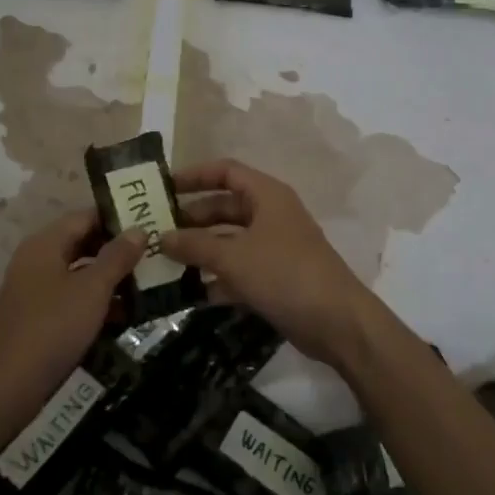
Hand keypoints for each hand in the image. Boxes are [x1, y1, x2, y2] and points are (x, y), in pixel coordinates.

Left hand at [0, 210, 144, 409]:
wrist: (9, 386)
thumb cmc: (53, 327)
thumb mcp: (92, 289)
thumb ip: (117, 257)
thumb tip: (139, 230)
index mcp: (45, 244)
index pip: (85, 216)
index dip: (117, 218)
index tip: (149, 223)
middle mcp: (37, 260)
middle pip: (82, 242)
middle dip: (117, 249)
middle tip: (153, 253)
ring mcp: (36, 290)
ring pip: (80, 272)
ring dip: (110, 277)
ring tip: (147, 282)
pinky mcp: (40, 317)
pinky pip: (73, 297)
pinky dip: (97, 301)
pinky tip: (125, 313)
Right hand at [160, 158, 372, 365]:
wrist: (337, 323)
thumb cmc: (285, 274)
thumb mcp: (234, 257)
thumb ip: (195, 245)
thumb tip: (161, 238)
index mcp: (267, 195)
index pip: (226, 172)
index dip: (194, 176)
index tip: (163, 188)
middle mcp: (271, 215)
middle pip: (225, 208)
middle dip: (192, 219)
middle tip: (156, 232)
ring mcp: (274, 248)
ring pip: (229, 241)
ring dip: (201, 250)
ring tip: (165, 262)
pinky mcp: (275, 278)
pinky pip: (238, 270)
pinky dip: (217, 278)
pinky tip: (190, 293)